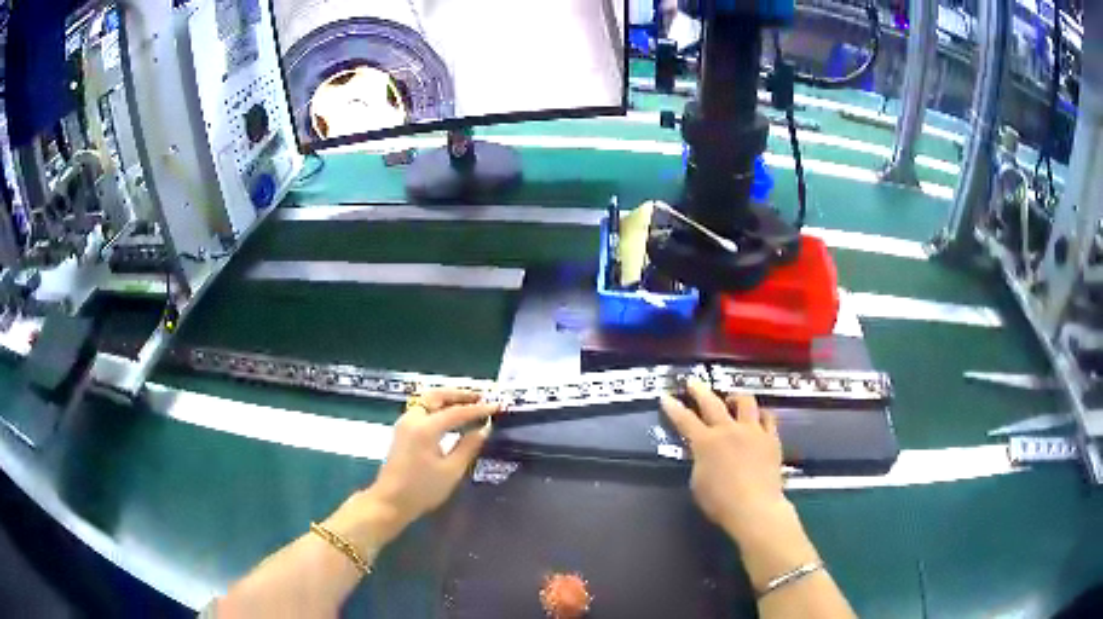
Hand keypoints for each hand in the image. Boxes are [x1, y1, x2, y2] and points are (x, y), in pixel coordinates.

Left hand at [330, 388, 500, 548]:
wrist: (390, 502)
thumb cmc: (422, 490)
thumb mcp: (451, 471)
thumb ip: (468, 447)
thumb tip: (484, 429)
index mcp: (425, 428)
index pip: (457, 412)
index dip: (479, 409)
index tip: (497, 407)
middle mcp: (413, 419)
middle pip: (437, 395)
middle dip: (460, 394)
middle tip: (481, 398)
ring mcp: (405, 423)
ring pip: (428, 400)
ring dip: (448, 399)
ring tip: (470, 405)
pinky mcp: (403, 431)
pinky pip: (423, 409)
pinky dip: (439, 407)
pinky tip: (452, 418)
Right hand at [660, 379, 788, 541]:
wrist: (755, 507)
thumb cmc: (720, 502)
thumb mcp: (698, 482)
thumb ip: (699, 462)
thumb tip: (703, 453)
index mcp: (706, 443)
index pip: (685, 420)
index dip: (673, 408)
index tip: (666, 396)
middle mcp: (729, 430)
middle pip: (712, 403)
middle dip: (700, 391)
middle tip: (693, 382)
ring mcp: (753, 431)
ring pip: (745, 402)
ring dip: (735, 397)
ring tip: (731, 398)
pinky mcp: (771, 438)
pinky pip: (768, 417)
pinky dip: (760, 414)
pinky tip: (758, 417)